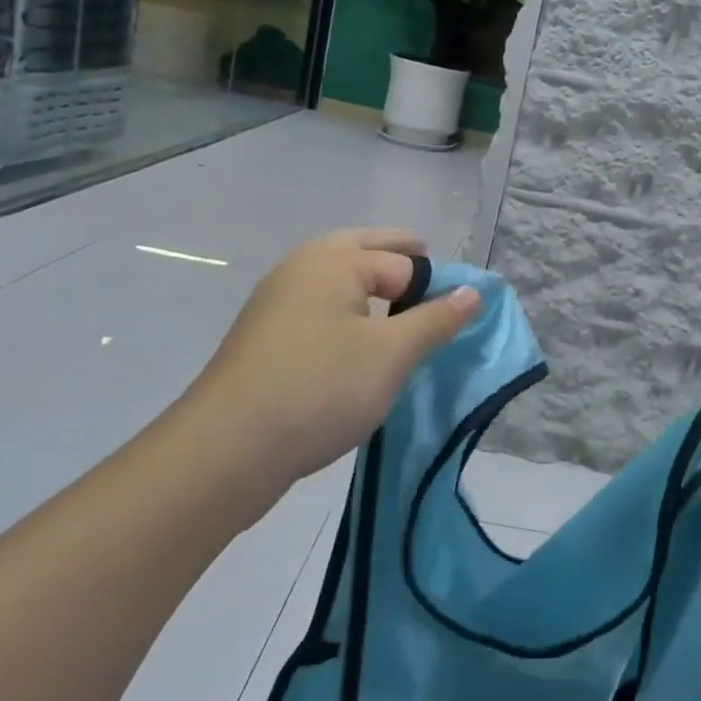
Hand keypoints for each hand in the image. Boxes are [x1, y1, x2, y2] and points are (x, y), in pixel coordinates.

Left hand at [170, 228, 478, 522]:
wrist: (226, 450)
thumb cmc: (320, 387)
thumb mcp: (392, 354)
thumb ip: (437, 319)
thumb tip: (474, 291)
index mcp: (335, 259)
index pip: (404, 262)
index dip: (437, 284)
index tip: (461, 311)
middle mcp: (302, 267)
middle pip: (363, 251)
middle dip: (400, 261)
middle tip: (432, 277)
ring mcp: (276, 302)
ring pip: (338, 282)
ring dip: (371, 288)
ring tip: (402, 313)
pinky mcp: (265, 338)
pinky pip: (319, 310)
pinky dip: (347, 314)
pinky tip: (358, 345)